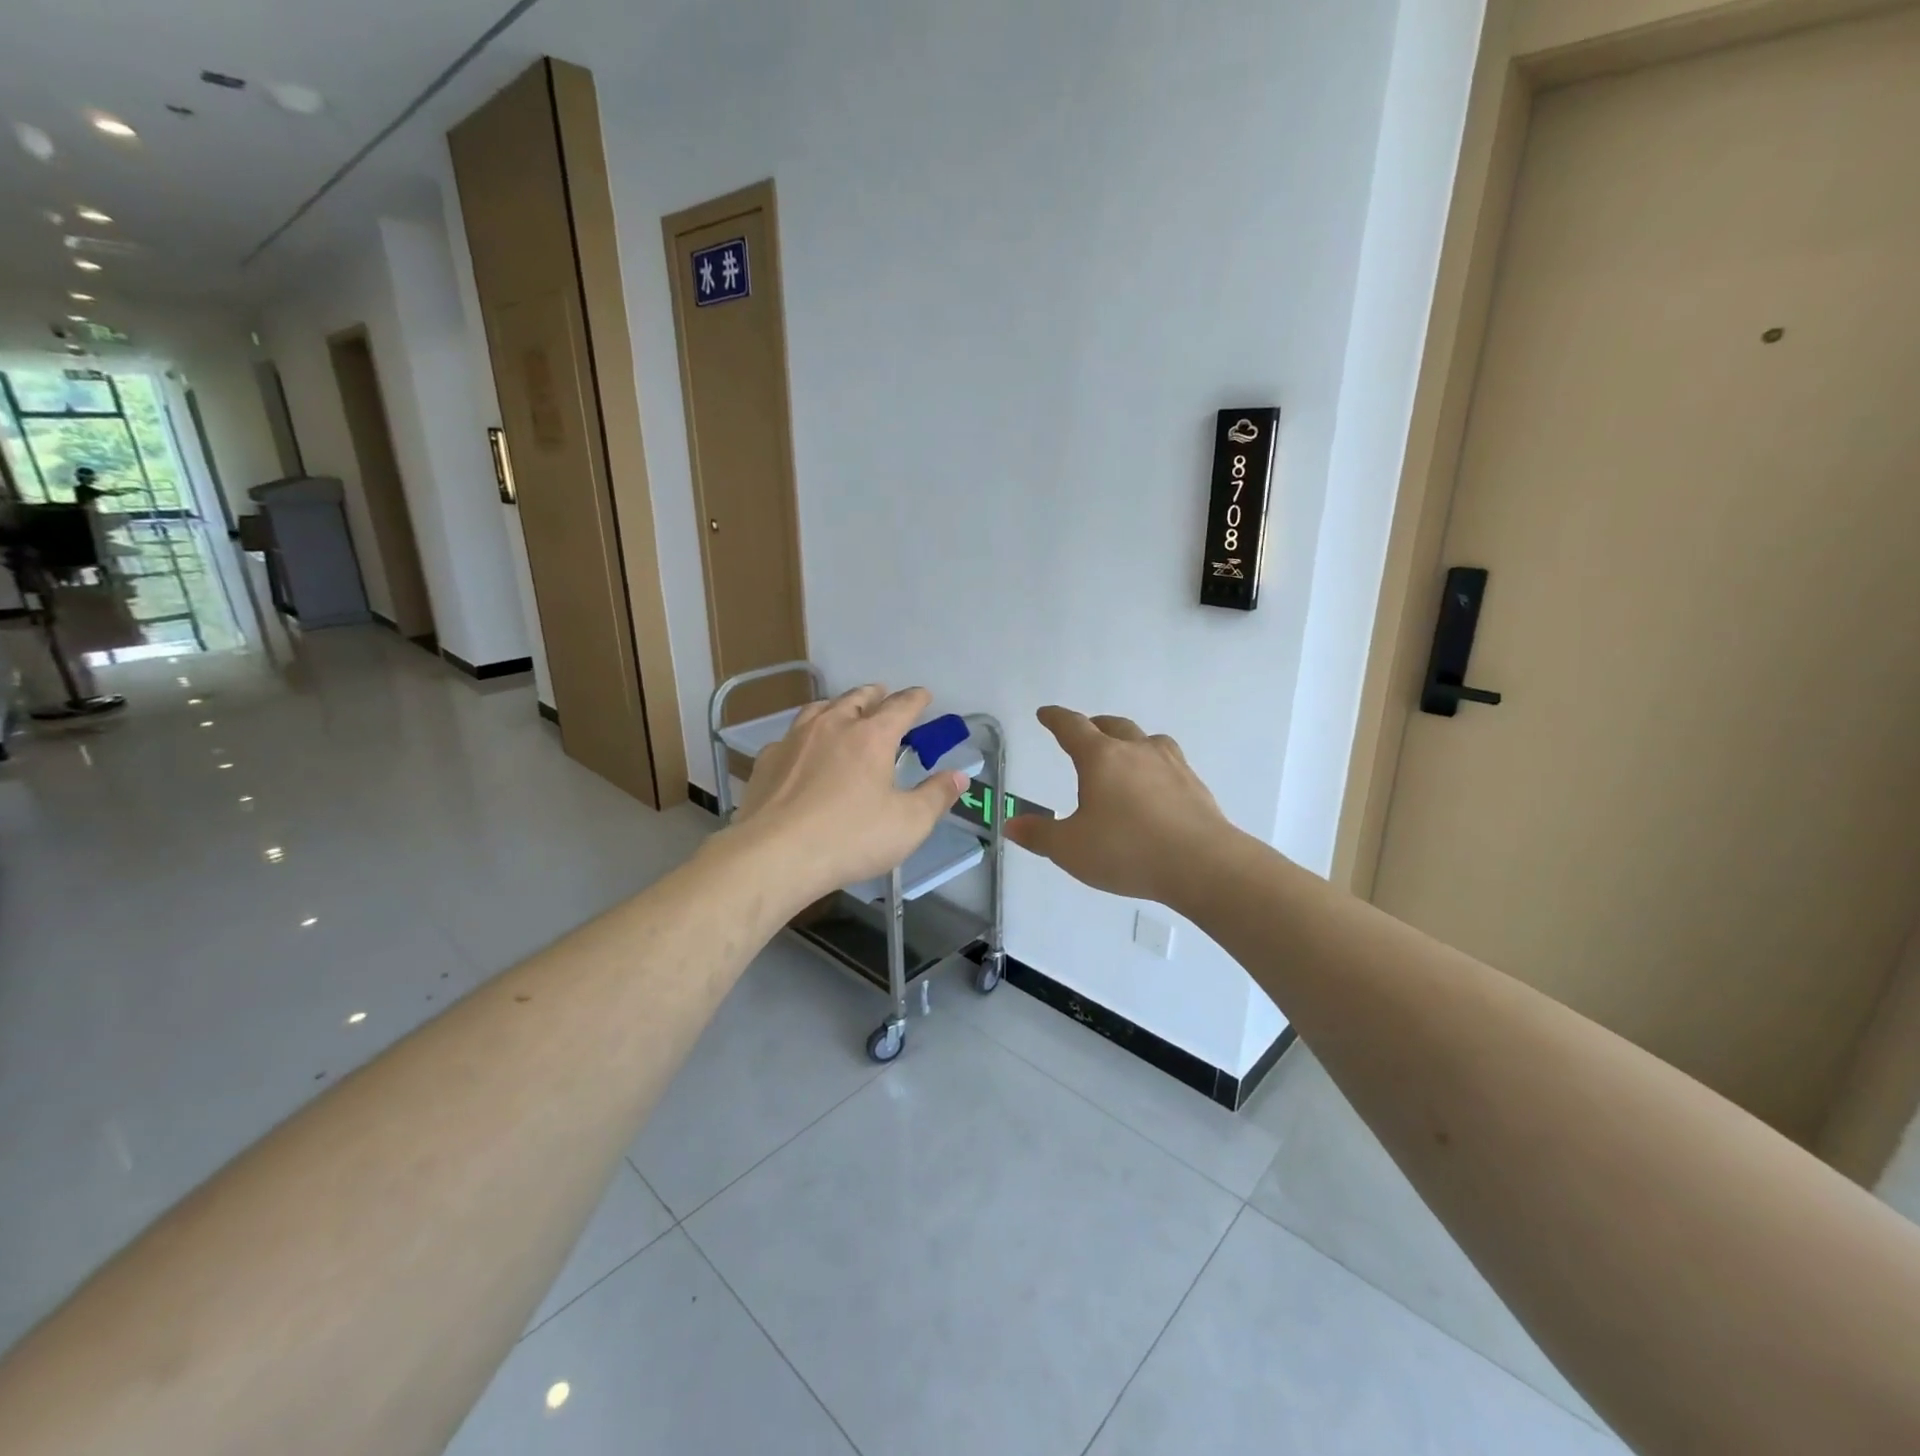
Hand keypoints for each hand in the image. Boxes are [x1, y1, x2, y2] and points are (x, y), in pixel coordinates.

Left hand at [731, 685, 966, 905]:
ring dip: (836, 705)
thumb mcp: (908, 824)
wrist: (775, 855)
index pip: (900, 707)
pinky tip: (802, 749)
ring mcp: (795, 740)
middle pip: (856, 698)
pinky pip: (790, 736)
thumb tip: (959, 775)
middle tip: (883, 694)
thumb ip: (936, 796)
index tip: (924, 695)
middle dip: (874, 695)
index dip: (915, 699)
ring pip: (819, 709)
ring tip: (842, 710)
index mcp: (872, 736)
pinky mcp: (767, 760)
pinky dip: (804, 735)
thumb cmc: (850, 837)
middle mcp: (833, 726)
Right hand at [1004, 707, 1235, 905]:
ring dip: (1130, 741)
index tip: (1046, 714)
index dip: (1056, 718)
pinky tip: (1155, 787)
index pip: (1073, 727)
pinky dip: (1154, 766)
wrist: (1203, 865)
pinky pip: (1169, 763)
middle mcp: (1136, 751)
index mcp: (1101, 758)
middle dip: (1094, 726)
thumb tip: (1011, 824)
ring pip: (1147, 739)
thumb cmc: (1127, 851)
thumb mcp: (1071, 849)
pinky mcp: (1195, 785)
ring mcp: (1171, 765)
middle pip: (1113, 726)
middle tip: (1085, 732)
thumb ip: (1039, 835)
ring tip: (1124, 755)